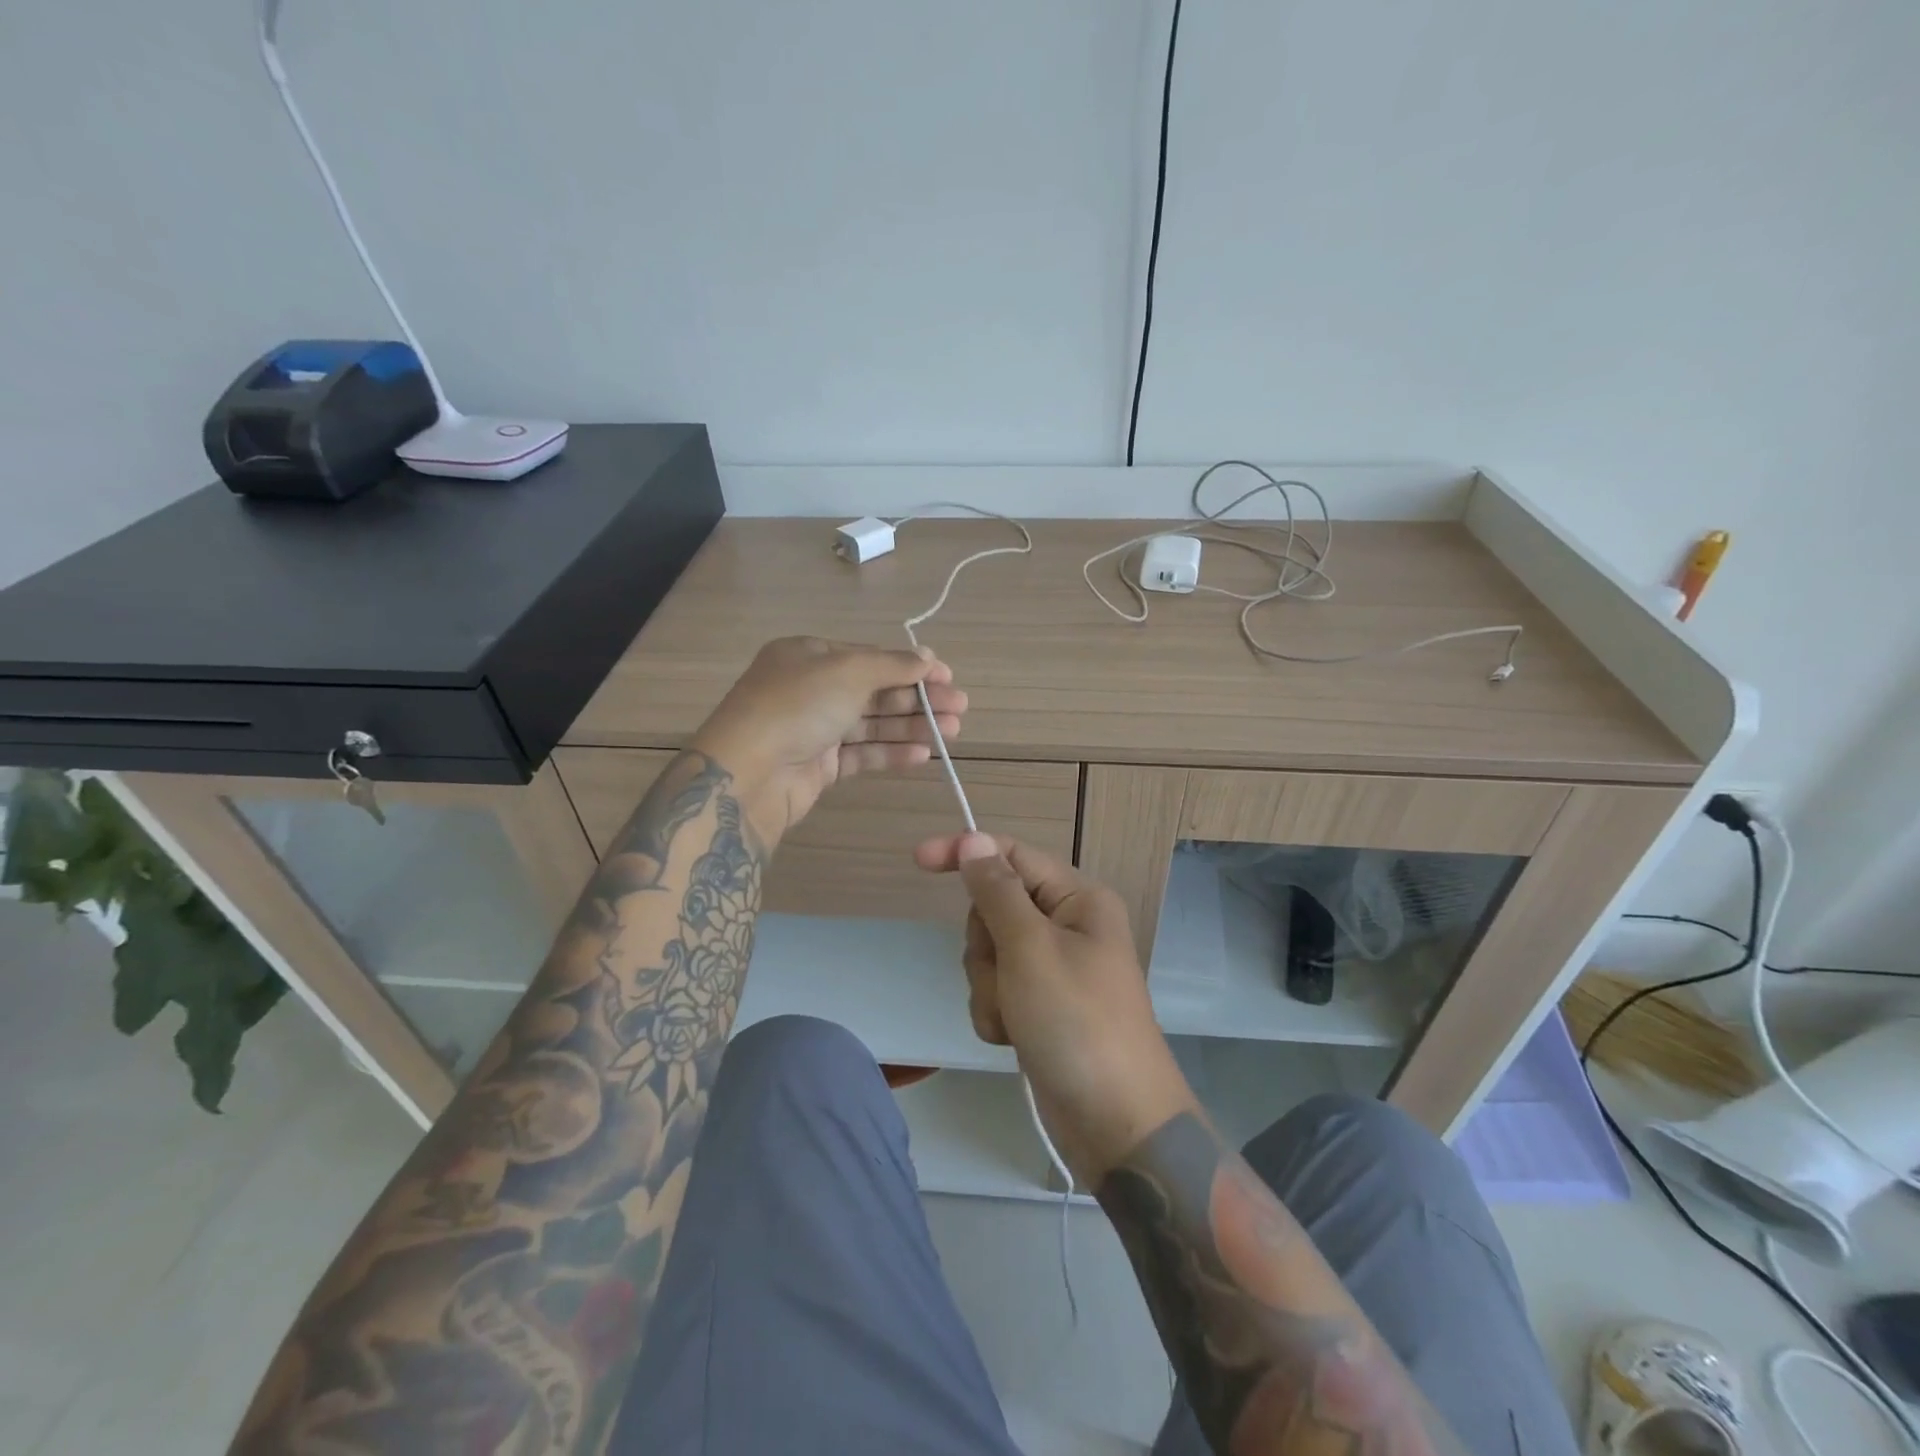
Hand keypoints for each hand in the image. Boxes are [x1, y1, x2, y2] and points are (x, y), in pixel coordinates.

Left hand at [691, 636, 965, 845]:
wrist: (748, 773)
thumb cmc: (797, 706)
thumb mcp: (847, 671)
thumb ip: (892, 665)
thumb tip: (927, 656)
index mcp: (809, 656)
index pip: (870, 657)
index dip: (911, 666)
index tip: (947, 676)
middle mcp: (811, 688)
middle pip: (875, 690)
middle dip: (919, 698)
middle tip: (960, 707)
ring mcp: (815, 728)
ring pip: (872, 724)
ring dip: (912, 726)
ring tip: (953, 731)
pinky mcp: (819, 765)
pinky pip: (861, 753)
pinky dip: (891, 752)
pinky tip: (923, 755)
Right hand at [914, 832, 1196, 1183]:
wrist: (1116, 1123)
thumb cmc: (1076, 1023)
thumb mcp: (1030, 949)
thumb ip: (996, 892)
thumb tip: (974, 839)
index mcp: (1078, 899)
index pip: (1012, 855)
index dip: (966, 853)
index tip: (917, 860)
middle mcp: (1067, 926)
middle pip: (994, 907)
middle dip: (985, 945)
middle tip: (1006, 975)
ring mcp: (1053, 968)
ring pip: (990, 952)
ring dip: (989, 986)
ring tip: (1014, 1017)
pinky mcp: (1041, 1005)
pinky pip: (996, 989)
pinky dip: (995, 1012)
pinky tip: (1013, 1038)